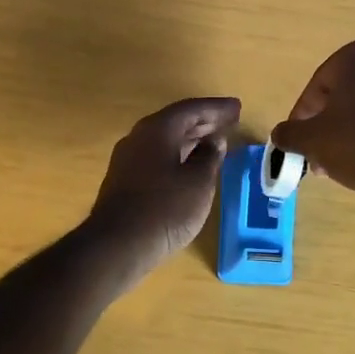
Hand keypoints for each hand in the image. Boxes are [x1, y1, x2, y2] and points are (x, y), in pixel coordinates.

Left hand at [88, 96, 239, 273]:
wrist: (116, 246)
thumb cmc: (164, 210)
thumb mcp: (198, 183)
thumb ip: (210, 157)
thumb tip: (214, 141)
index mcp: (157, 130)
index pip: (191, 109)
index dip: (217, 108)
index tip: (237, 107)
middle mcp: (139, 137)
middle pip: (176, 121)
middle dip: (205, 121)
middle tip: (230, 121)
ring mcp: (128, 159)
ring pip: (166, 140)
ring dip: (192, 139)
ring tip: (216, 142)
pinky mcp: (125, 180)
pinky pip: (157, 156)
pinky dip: (179, 154)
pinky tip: (192, 166)